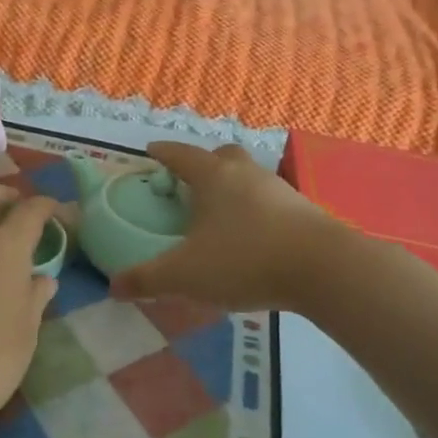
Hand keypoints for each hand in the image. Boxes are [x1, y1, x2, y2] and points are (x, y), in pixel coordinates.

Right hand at [110, 142, 329, 311]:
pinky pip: (269, 200)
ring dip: (232, 188)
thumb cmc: (244, 259)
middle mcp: (245, 173)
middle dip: (203, 164)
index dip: (163, 152)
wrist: (323, 268)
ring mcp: (278, 189)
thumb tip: (113, 287)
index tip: (151, 150)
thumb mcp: (186, 275)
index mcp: (213, 176)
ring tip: (219, 214)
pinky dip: (255, 210)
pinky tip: (252, 236)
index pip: (180, 154)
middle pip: (220, 156)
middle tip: (190, 184)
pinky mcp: (303, 210)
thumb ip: (147, 279)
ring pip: (248, 177)